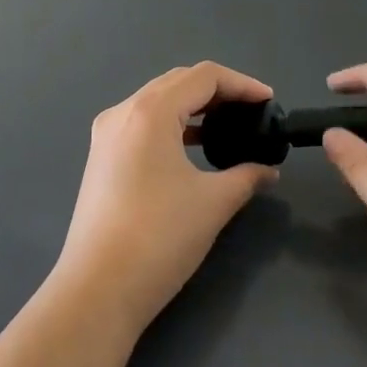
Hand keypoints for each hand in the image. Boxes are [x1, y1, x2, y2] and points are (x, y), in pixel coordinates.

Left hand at [56, 62, 279, 335]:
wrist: (97, 290)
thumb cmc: (160, 237)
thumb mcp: (213, 203)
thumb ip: (247, 176)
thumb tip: (268, 170)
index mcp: (150, 111)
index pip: (204, 76)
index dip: (241, 84)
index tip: (269, 102)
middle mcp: (123, 112)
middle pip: (178, 82)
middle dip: (218, 91)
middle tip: (250, 111)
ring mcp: (106, 135)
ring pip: (157, 101)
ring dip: (193, 106)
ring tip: (226, 126)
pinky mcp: (101, 158)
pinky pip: (142, 123)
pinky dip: (172, 124)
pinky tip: (192, 147)